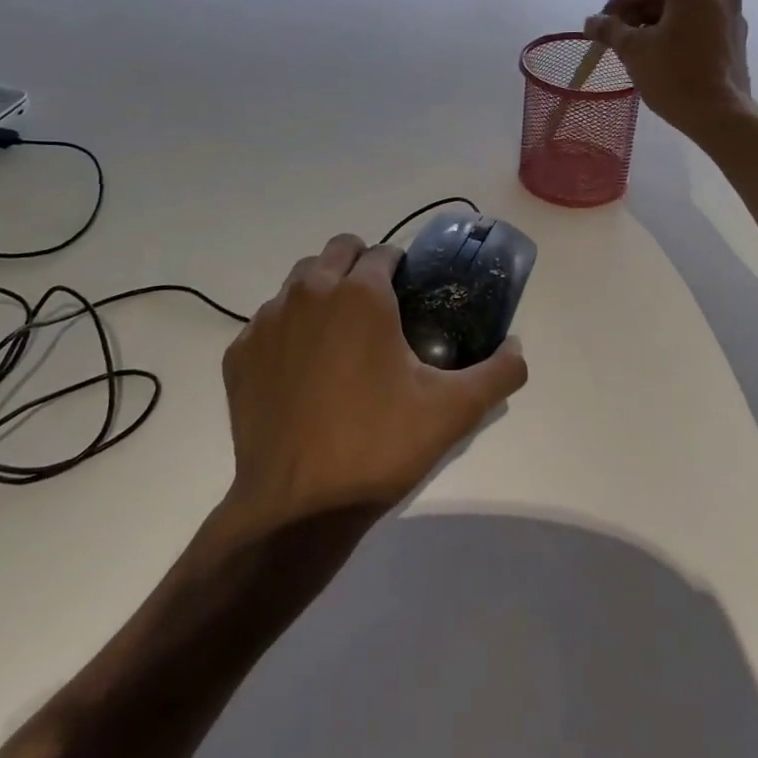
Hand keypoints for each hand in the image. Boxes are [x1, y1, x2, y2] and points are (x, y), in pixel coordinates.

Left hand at [220, 234, 527, 529]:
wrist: (296, 506)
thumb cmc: (378, 446)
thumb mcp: (453, 411)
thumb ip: (499, 371)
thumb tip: (518, 348)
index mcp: (361, 294)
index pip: (384, 252)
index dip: (400, 268)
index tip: (409, 295)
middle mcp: (310, 292)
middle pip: (337, 251)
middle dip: (359, 266)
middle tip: (378, 311)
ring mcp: (267, 321)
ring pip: (298, 282)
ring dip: (322, 292)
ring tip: (340, 338)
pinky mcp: (238, 353)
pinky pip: (267, 322)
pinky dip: (287, 332)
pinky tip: (302, 372)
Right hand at [585, 0, 752, 138]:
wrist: (719, 114)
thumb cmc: (673, 75)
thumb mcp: (633, 50)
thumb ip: (610, 29)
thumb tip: (591, 22)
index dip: (618, 3)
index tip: (601, 24)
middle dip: (639, 13)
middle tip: (618, 37)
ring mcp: (732, 15)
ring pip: (685, 11)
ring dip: (658, 24)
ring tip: (638, 48)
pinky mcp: (737, 38)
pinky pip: (701, 26)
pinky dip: (680, 34)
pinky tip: (664, 56)